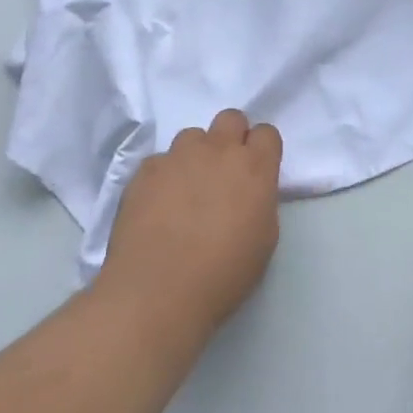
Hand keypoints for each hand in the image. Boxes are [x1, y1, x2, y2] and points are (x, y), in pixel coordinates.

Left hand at [102, 109, 283, 339]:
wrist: (157, 293)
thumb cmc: (223, 274)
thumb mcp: (264, 239)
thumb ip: (260, 200)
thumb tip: (249, 191)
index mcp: (255, 167)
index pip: (267, 133)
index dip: (262, 150)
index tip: (256, 172)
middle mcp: (218, 150)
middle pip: (231, 118)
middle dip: (231, 138)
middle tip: (224, 172)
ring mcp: (178, 157)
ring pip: (192, 136)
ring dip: (195, 155)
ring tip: (186, 189)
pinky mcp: (144, 171)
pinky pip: (160, 161)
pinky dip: (163, 176)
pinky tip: (158, 205)